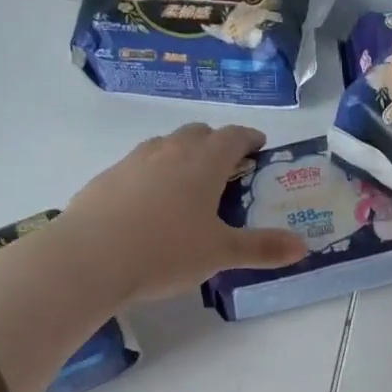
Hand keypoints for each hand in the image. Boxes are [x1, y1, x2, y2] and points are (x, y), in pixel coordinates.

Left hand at [56, 123, 307, 304]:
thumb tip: (303, 248)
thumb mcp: (220, 253)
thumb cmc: (165, 251)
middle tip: (227, 168)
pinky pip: (137, 166)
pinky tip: (148, 206)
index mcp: (203, 162)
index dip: (249, 138)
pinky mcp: (105, 178)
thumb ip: (262, 248)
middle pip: (198, 133)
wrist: (88, 258)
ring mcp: (132, 161)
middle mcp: (169, 151)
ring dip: (182, 155)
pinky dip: (151, 175)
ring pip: (165, 145)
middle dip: (216, 144)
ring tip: (188, 185)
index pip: (233, 136)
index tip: (259, 147)